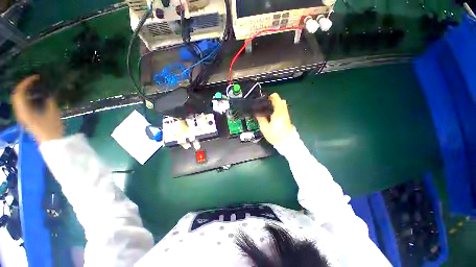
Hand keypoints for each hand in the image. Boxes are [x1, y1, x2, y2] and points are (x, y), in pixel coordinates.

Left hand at [11, 75, 62, 143]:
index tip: (36, 77)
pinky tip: (34, 96)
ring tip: (35, 87)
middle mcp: (20, 112)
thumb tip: (48, 91)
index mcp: (24, 111)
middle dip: (24, 86)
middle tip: (34, 81)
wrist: (51, 142)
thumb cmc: (52, 128)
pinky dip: (26, 97)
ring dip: (25, 91)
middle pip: (16, 95)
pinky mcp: (25, 118)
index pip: (19, 92)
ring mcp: (22, 116)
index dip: (26, 82)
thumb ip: (49, 100)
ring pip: (18, 99)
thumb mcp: (53, 113)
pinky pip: (22, 104)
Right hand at [256, 93, 294, 144]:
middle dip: (275, 100)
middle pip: (282, 101)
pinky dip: (279, 110)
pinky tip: (274, 115)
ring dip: (278, 105)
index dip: (272, 96)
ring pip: (284, 106)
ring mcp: (287, 116)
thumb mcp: (265, 128)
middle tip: (267, 103)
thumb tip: (257, 114)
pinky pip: (284, 111)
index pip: (277, 99)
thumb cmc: (275, 136)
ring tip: (270, 109)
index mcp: (278, 113)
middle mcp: (284, 113)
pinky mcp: (288, 120)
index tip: (267, 98)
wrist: (287, 143)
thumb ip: (261, 119)